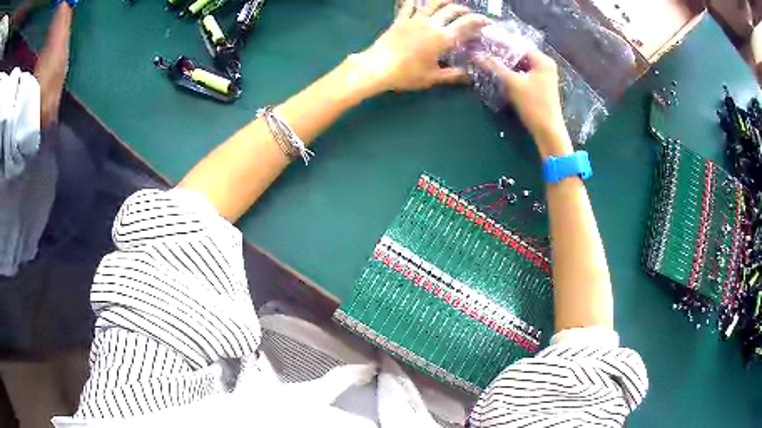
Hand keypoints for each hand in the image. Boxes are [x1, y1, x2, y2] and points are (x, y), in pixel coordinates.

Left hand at [356, 0, 489, 91]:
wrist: (378, 66)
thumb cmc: (407, 74)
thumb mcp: (433, 77)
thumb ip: (453, 75)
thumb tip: (469, 75)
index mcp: (443, 38)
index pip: (466, 25)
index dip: (479, 21)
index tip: (487, 21)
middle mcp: (432, 24)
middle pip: (451, 10)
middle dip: (462, 10)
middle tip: (468, 12)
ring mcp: (415, 19)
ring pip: (432, 3)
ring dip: (444, 0)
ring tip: (450, 0)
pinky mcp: (401, 19)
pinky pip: (409, 5)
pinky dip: (414, 0)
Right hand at [481, 50, 572, 156]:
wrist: (548, 132)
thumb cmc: (534, 105)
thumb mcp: (512, 83)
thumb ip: (494, 67)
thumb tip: (476, 55)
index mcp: (543, 61)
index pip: (518, 45)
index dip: (501, 44)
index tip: (483, 43)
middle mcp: (545, 66)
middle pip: (520, 55)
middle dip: (502, 55)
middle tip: (483, 52)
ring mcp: (544, 77)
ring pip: (521, 66)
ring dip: (506, 65)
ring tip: (488, 63)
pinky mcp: (540, 87)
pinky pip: (523, 75)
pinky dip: (512, 74)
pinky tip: (499, 75)